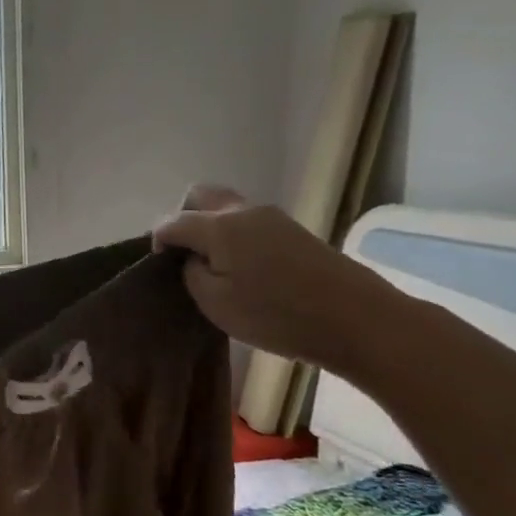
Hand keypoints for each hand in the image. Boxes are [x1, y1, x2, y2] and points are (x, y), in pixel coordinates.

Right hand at [151, 185, 400, 372]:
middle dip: (182, 218)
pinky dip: (233, 236)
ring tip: (211, 265)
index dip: (157, 240)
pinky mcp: (294, 233)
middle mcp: (244, 212)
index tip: (157, 266)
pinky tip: (239, 268)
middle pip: (200, 195)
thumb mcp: (215, 302)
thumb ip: (192, 273)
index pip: (172, 221)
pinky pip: (248, 223)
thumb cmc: (276, 315)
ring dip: (210, 227)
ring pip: (226, 208)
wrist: (358, 320)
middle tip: (182, 255)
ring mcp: (273, 219)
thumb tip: (193, 258)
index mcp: (219, 226)